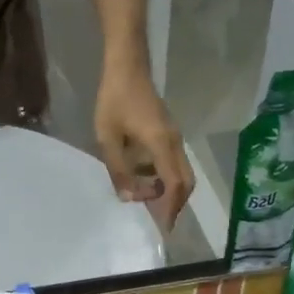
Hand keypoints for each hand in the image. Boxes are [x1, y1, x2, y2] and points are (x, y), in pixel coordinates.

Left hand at [94, 62, 194, 232]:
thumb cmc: (114, 100)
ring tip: (146, 202)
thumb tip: (129, 199)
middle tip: (158, 219)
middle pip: (185, 182)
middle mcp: (174, 143)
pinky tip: (143, 178)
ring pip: (180, 172)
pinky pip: (173, 161)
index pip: (174, 186)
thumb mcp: (108, 138)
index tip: (163, 227)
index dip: (170, 208)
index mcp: (162, 146)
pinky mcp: (168, 132)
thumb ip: (118, 169)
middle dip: (174, 203)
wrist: (127, 65)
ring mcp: (174, 136)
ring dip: (167, 189)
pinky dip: (164, 176)